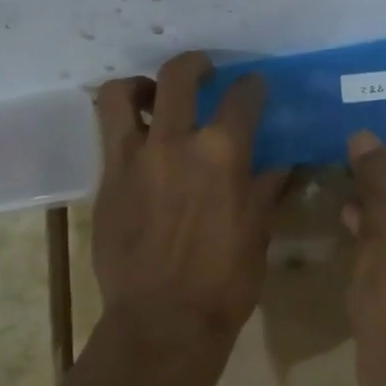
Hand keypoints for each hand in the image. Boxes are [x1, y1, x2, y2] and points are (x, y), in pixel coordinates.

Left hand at [91, 52, 287, 361]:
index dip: (252, 86)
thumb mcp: (258, 231)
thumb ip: (265, 187)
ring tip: (151, 95)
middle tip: (204, 71)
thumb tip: (279, 162)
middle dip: (195, 64)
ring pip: (120, 95)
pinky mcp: (106, 181)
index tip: (254, 86)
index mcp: (222, 153)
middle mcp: (175, 143)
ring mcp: (133, 159)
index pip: (242, 97)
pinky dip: (122, 126)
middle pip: (179, 76)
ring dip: (138, 85)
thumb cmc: (224, 281)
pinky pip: (107, 136)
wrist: (163, 321)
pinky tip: (138, 141)